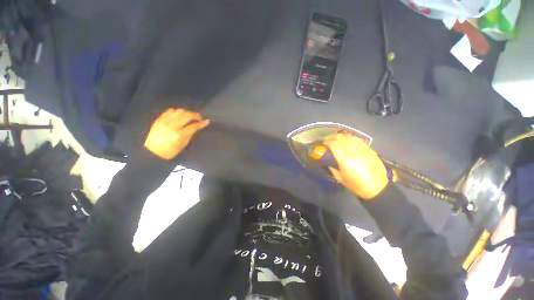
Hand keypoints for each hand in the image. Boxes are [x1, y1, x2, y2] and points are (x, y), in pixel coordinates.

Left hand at [144, 108, 209, 159]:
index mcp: (180, 135)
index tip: (207, 121)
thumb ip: (190, 134)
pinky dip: (177, 112)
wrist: (152, 151)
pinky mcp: (159, 119)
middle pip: (187, 115)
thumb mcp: (183, 144)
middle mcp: (173, 126)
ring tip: (189, 116)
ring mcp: (165, 121)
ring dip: (186, 112)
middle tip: (199, 118)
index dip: (202, 123)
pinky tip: (179, 115)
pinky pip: (170, 111)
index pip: (194, 126)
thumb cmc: (171, 151)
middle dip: (195, 115)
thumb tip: (196, 126)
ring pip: (179, 111)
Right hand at [324, 133, 388, 199]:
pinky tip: (348, 141)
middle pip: (340, 137)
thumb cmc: (356, 185)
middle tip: (328, 140)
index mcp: (345, 159)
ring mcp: (362, 149)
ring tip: (337, 139)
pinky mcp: (369, 149)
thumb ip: (332, 166)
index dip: (327, 141)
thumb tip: (327, 160)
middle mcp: (353, 151)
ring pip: (349, 136)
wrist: (378, 188)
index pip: (333, 144)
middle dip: (332, 136)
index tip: (323, 143)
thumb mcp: (340, 177)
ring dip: (341, 136)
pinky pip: (357, 139)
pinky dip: (350, 138)